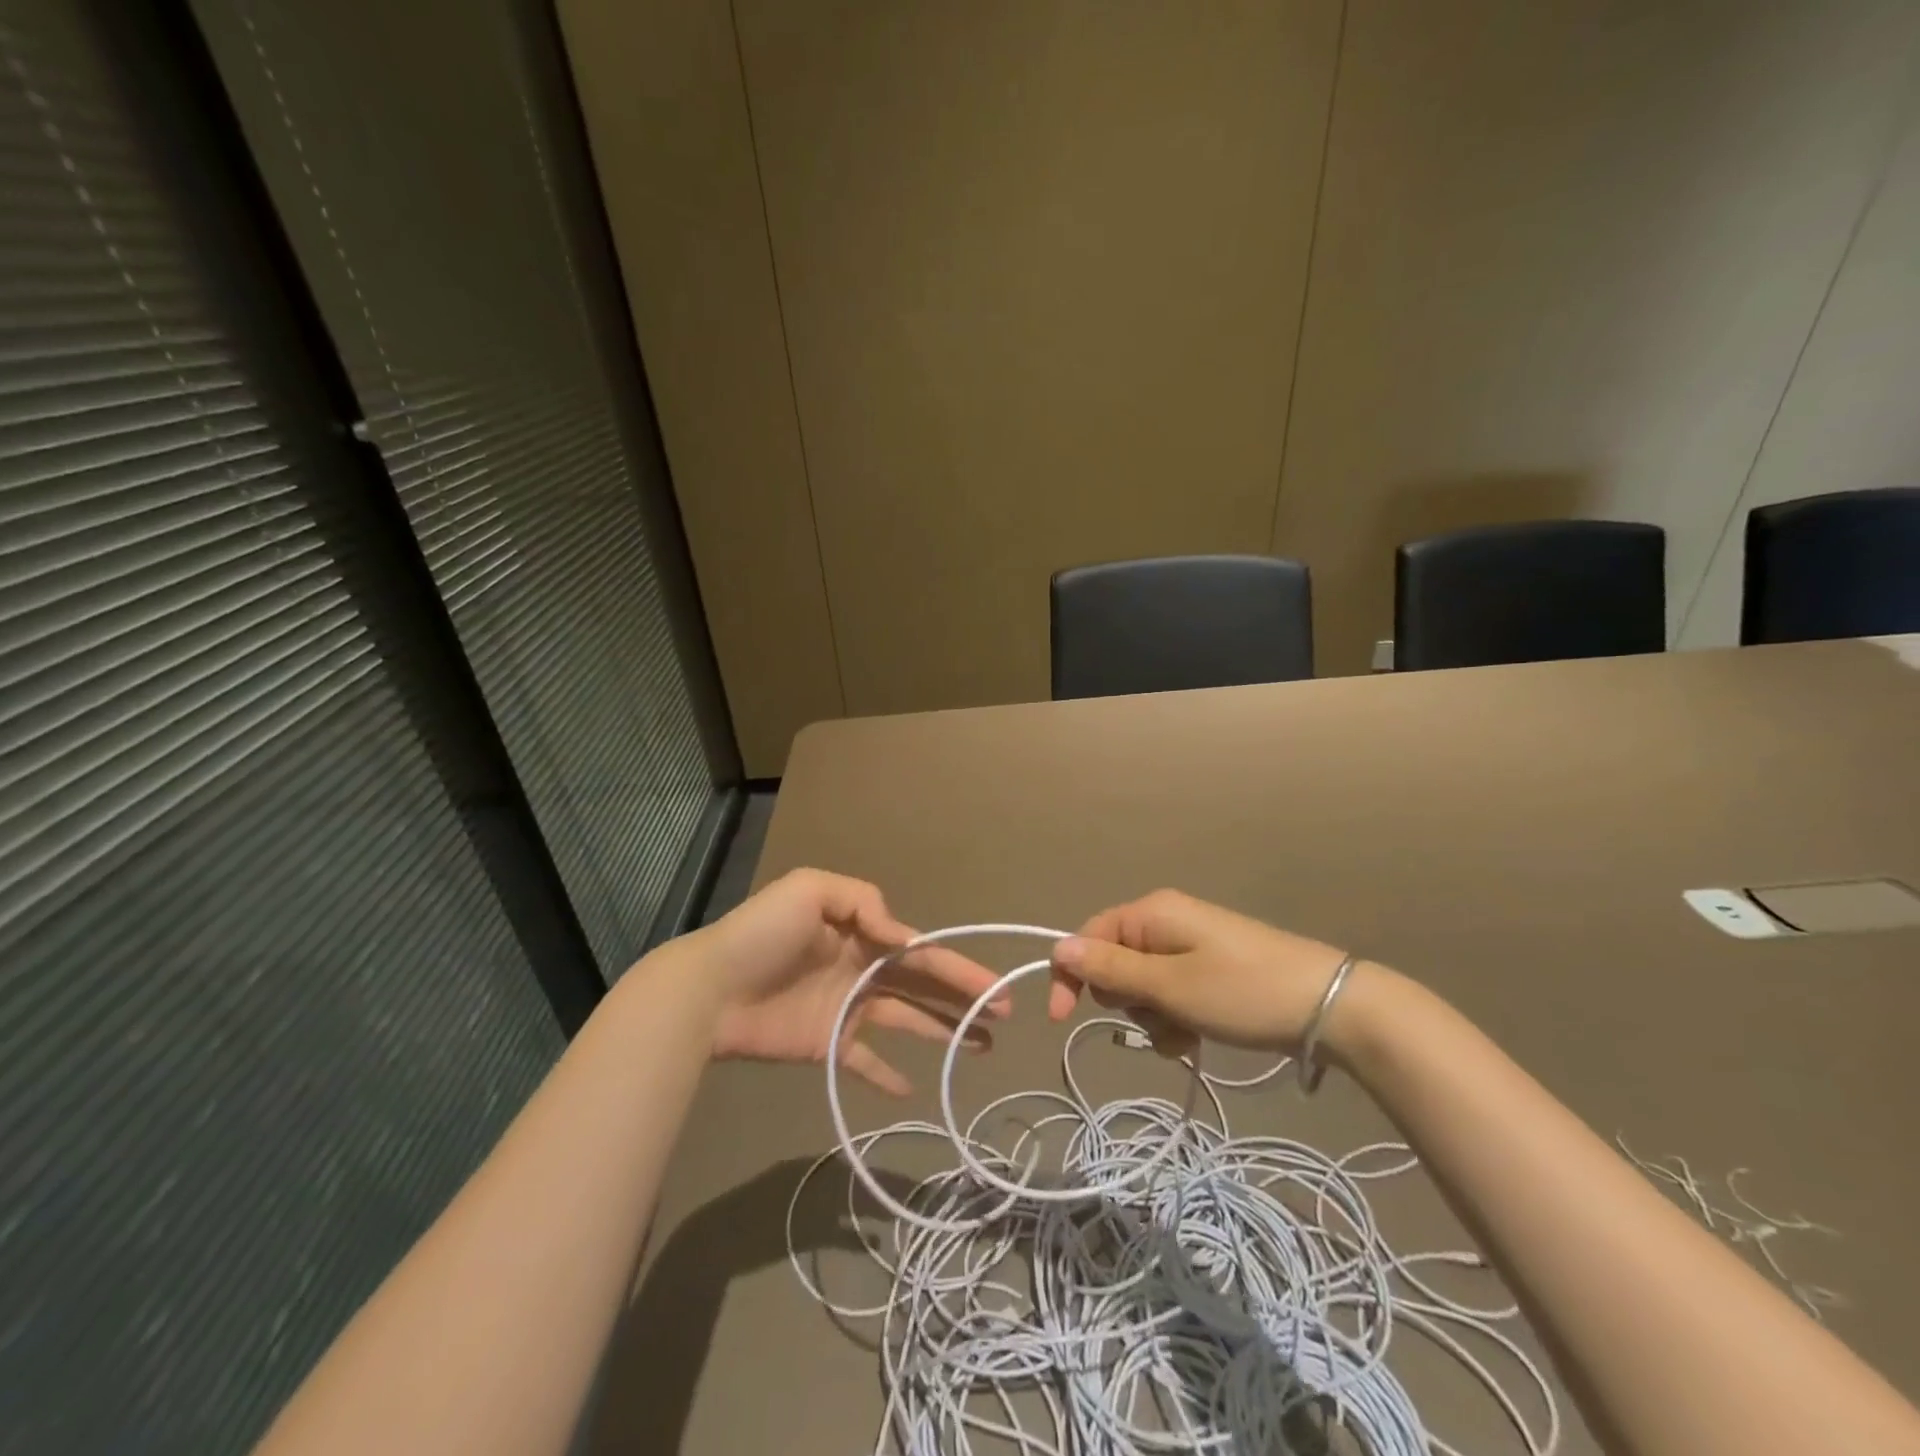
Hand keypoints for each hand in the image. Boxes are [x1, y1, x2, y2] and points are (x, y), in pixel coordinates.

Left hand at [669, 869, 1007, 1095]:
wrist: (708, 988)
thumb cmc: (762, 934)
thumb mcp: (811, 891)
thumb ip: (862, 901)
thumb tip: (901, 935)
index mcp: (863, 934)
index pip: (922, 951)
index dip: (959, 969)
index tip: (995, 988)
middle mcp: (863, 970)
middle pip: (923, 986)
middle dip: (964, 999)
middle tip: (1005, 1016)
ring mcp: (847, 1009)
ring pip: (907, 1021)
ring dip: (943, 1031)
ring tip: (981, 1047)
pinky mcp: (828, 1044)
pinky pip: (865, 1062)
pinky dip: (887, 1075)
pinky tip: (914, 1089)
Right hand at [1049, 889, 1359, 1052]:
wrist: (1330, 1006)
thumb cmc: (1242, 992)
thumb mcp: (1169, 986)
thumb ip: (1110, 968)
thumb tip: (1058, 948)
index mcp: (1151, 913)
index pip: (1088, 936)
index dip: (1072, 975)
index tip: (1063, 1019)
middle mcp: (1165, 920)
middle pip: (1115, 962)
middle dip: (1126, 999)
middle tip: (1157, 1018)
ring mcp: (1190, 944)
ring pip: (1142, 984)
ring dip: (1153, 1016)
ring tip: (1186, 1034)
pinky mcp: (1209, 968)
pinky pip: (1171, 992)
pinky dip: (1175, 1017)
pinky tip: (1198, 1037)